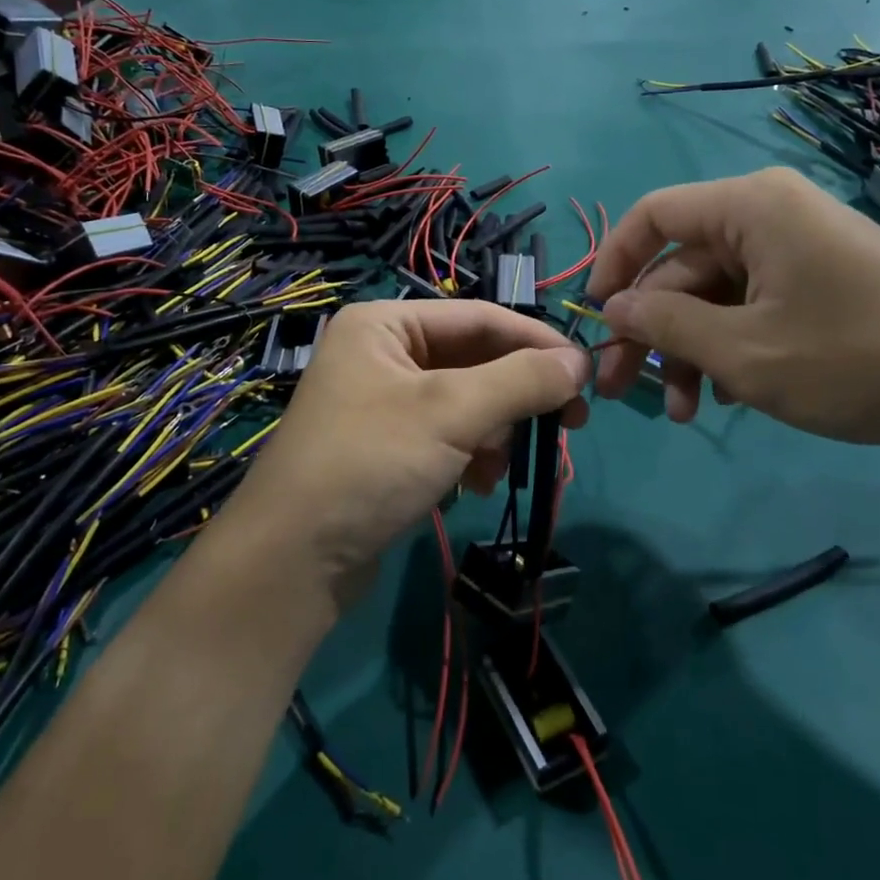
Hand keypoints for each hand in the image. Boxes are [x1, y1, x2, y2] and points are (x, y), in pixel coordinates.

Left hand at [234, 300, 589, 599]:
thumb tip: (580, 360)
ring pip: (465, 402)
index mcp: (386, 324)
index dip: (538, 343)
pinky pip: (445, 435)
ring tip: (499, 469)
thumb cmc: (370, 464)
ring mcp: (381, 402)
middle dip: (516, 397)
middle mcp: (382, 353)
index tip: (587, 374)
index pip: (481, 318)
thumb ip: (521, 380)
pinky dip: (469, 456)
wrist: (292, 561)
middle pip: (474, 361)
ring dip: (494, 433)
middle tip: (568, 426)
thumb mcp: (451, 413)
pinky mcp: (386, 447)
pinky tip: (473, 485)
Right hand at [586, 168, 879, 454]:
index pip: (653, 216)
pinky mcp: (820, 282)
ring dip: (690, 351)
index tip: (595, 318)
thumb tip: (612, 307)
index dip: (613, 263)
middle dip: (651, 331)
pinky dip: (730, 347)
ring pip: (715, 295)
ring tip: (686, 412)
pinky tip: (728, 397)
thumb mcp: (745, 351)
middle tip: (622, 390)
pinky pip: (752, 306)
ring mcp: (799, 249)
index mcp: (750, 207)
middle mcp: (770, 215)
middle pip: (682, 267)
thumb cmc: (857, 359)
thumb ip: (665, 325)